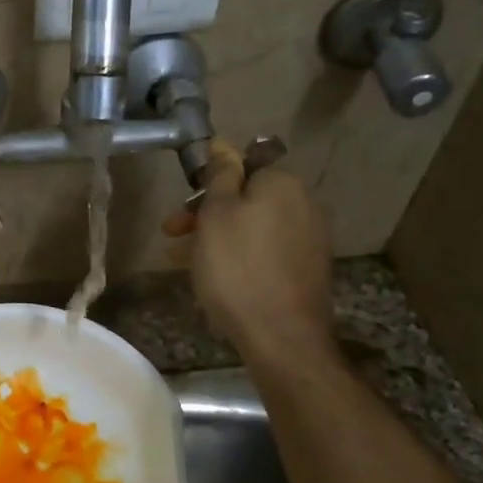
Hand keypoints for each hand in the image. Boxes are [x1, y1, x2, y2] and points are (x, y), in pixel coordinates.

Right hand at [163, 144, 337, 365]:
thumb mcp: (216, 214)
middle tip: (173, 238)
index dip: (206, 187)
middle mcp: (303, 204)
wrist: (281, 336)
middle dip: (206, 216)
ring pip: (251, 228)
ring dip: (217, 240)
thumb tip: (223, 146)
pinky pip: (264, 252)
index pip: (240, 166)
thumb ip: (220, 176)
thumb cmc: (237, 269)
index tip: (182, 211)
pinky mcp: (306, 269)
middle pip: (245, 199)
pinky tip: (216, 280)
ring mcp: (308, 239)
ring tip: (184, 264)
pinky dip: (239, 258)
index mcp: (282, 183)